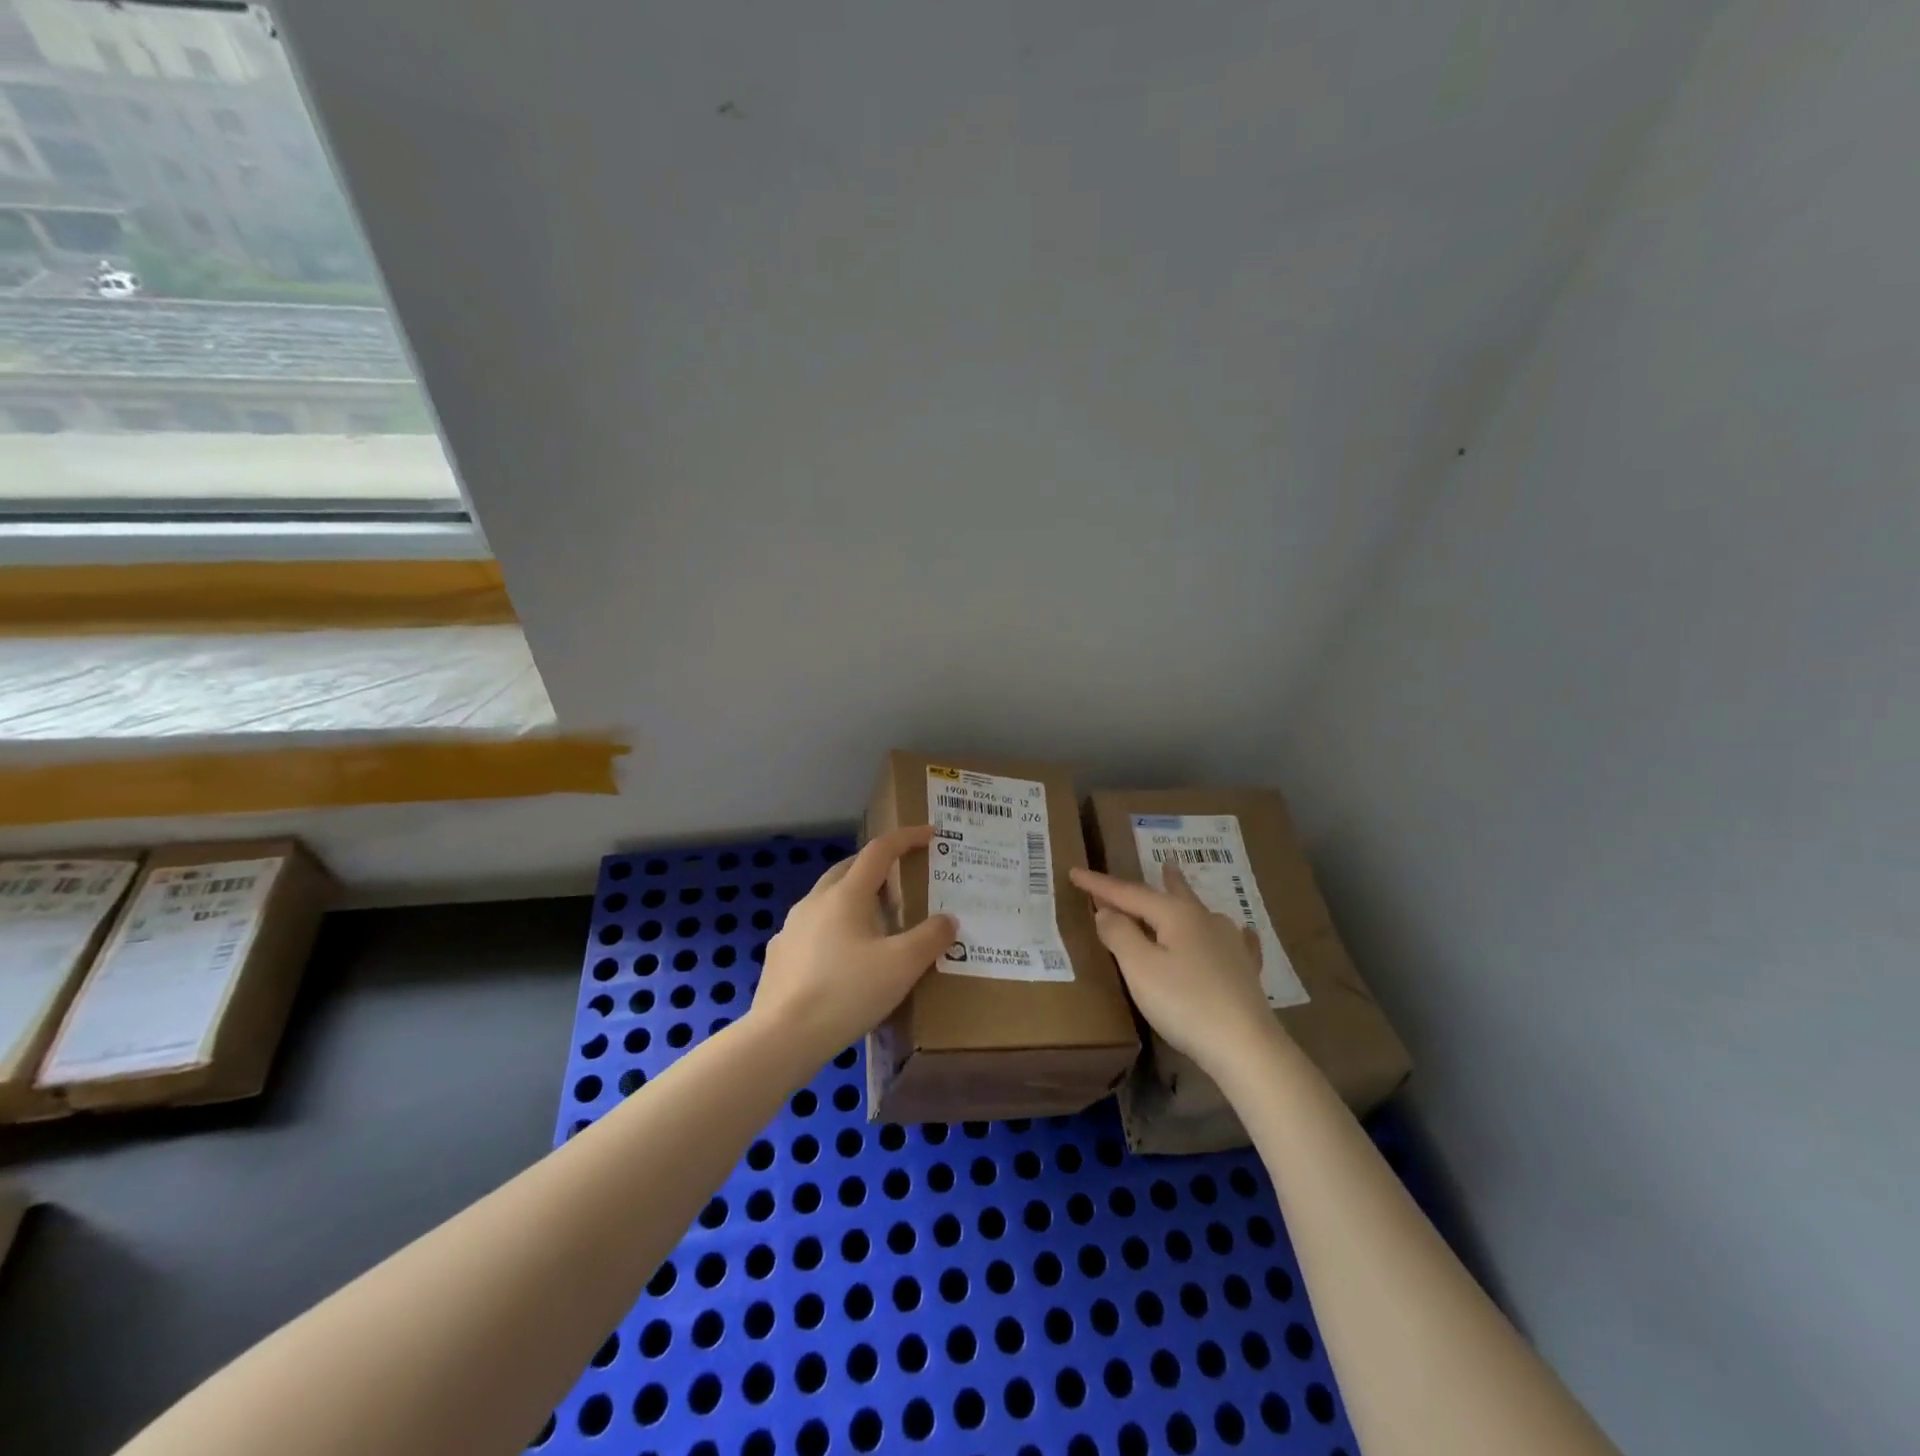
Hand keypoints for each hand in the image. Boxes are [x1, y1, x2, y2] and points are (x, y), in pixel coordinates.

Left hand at [746, 826, 956, 1072]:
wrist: (783, 1038)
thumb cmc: (847, 993)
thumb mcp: (902, 966)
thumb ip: (931, 938)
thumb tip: (948, 919)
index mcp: (846, 895)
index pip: (879, 851)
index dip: (906, 838)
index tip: (929, 834)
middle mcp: (815, 901)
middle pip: (849, 869)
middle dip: (876, 866)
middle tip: (901, 880)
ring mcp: (792, 927)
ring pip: (827, 898)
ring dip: (853, 898)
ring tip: (874, 921)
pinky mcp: (780, 954)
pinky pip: (812, 928)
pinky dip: (833, 928)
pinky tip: (841, 957)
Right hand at [1068, 861, 1277, 1075]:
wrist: (1246, 1046)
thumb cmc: (1184, 1003)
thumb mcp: (1139, 967)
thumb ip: (1119, 934)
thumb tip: (1106, 911)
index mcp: (1176, 914)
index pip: (1129, 893)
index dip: (1100, 885)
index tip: (1074, 872)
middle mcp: (1205, 920)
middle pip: (1173, 894)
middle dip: (1160, 880)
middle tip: (1161, 862)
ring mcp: (1230, 944)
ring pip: (1201, 913)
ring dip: (1186, 897)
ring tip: (1182, 884)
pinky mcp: (1245, 971)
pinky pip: (1235, 941)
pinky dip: (1228, 931)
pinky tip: (1241, 932)